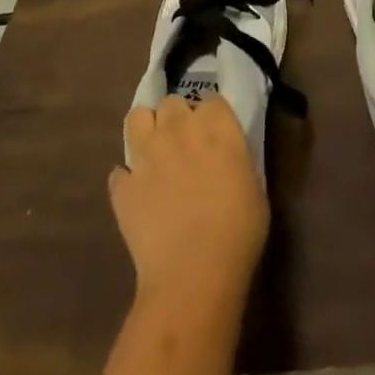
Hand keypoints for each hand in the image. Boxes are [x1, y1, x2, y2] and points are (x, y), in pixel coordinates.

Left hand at [111, 96, 267, 302]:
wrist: (194, 274)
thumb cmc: (238, 233)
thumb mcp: (255, 187)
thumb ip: (237, 160)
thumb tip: (226, 157)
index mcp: (217, 126)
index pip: (212, 100)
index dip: (212, 117)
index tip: (215, 135)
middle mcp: (179, 128)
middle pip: (172, 102)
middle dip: (178, 119)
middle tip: (185, 145)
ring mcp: (146, 154)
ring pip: (138, 118)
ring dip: (147, 130)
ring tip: (155, 153)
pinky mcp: (123, 184)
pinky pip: (120, 171)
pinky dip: (128, 179)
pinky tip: (138, 195)